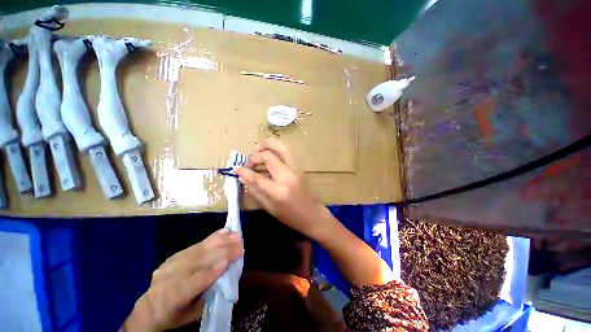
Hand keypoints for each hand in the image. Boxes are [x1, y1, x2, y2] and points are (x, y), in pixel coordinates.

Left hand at [124, 229, 242, 331]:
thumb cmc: (176, 314)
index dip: (208, 273)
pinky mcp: (176, 254)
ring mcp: (171, 263)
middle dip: (220, 251)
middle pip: (197, 262)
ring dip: (219, 240)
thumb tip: (228, 273)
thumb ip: (210, 294)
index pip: (190, 285)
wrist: (151, 307)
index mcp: (171, 298)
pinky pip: (196, 244)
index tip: (227, 262)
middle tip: (240, 244)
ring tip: (235, 235)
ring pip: (198, 249)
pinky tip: (224, 231)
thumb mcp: (194, 313)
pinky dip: (212, 237)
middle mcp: (169, 277)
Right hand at [235, 139, 335, 240]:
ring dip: (268, 145)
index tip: (236, 168)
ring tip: (258, 148)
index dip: (244, 171)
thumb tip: (243, 177)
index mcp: (278, 191)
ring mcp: (296, 170)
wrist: (314, 215)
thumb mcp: (270, 208)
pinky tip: (269, 155)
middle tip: (250, 161)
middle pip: (269, 156)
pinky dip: (276, 149)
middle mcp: (287, 176)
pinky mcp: (300, 168)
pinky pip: (287, 153)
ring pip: (282, 148)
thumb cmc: (291, 217)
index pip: (257, 177)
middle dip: (256, 155)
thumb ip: (256, 191)